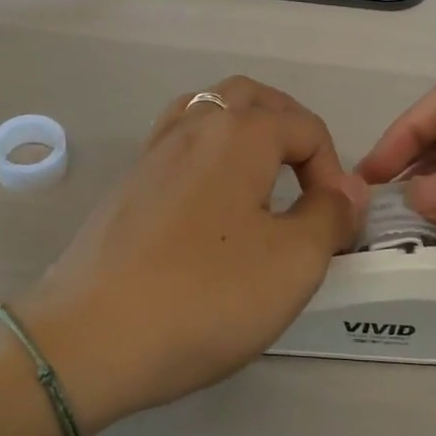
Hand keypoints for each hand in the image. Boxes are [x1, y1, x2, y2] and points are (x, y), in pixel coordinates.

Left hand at [21, 77, 367, 435]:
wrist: (90, 336)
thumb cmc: (204, 296)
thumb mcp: (291, 262)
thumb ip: (329, 216)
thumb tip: (344, 191)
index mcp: (237, 132)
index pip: (304, 126)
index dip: (333, 171)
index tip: (335, 226)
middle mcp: (193, 126)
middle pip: (250, 98)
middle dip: (289, 127)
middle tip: (306, 178)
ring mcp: (152, 152)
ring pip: (208, 111)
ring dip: (245, 130)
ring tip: (263, 177)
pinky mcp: (128, 183)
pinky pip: (179, 142)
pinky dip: (208, 151)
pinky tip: (213, 198)